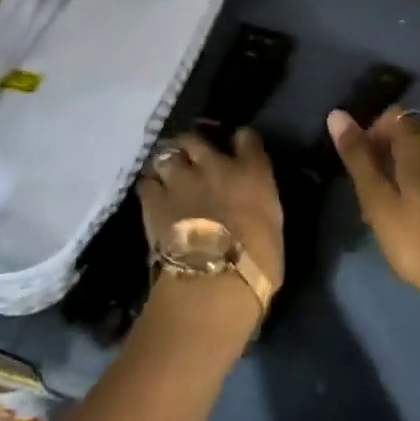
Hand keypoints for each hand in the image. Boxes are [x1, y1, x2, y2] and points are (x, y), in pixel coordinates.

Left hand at [139, 129, 284, 302]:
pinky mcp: (154, 200)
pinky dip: (150, 186)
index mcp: (251, 171)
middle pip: (197, 138)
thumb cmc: (258, 264)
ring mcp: (181, 180)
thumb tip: (250, 205)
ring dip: (168, 163)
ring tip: (169, 174)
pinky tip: (153, 195)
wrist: (215, 282)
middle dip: (193, 145)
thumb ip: (258, 205)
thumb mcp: (272, 227)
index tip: (239, 148)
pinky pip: (147, 182)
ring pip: (167, 153)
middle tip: (193, 157)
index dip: (242, 141)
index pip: (247, 138)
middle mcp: (215, 165)